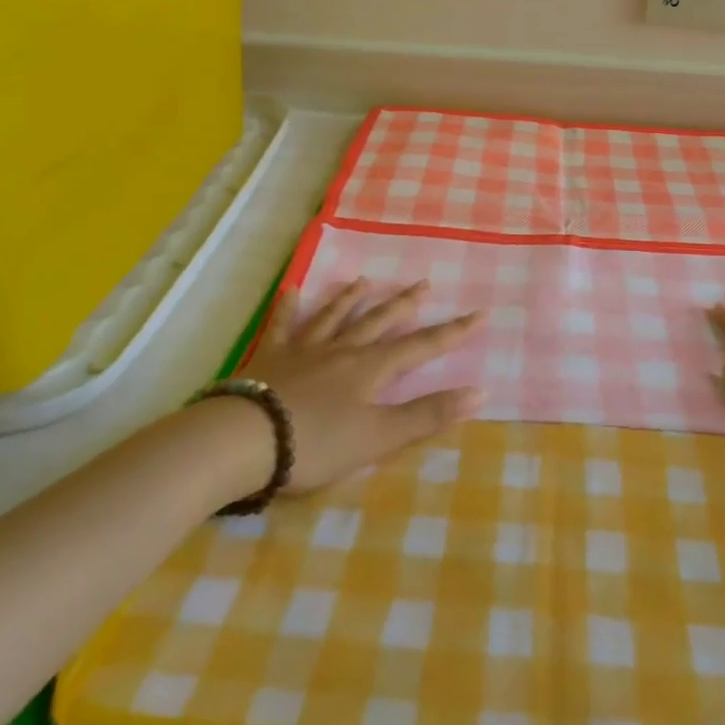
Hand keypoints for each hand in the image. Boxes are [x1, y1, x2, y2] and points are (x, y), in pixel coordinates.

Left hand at [235, 277, 484, 494]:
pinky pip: (283, 326)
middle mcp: (342, 350)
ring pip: (334, 317)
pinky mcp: (271, 358)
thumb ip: (428, 415)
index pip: (422, 346)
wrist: (244, 440)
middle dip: (405, 304)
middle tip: (424, 283)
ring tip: (365, 280)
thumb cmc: (316, 443)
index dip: (453, 332)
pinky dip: (289, 308)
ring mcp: (304, 350)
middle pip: (379, 321)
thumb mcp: (380, 437)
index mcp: (371, 369)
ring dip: (352, 299)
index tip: (480, 313)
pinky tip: (292, 290)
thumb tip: (481, 391)